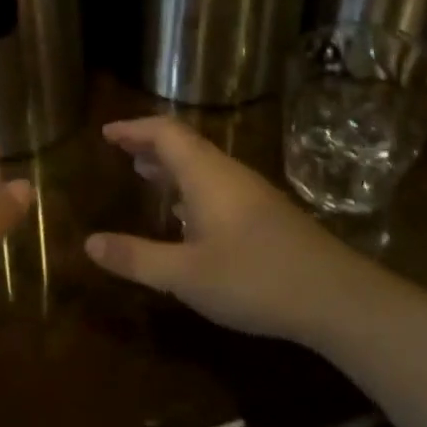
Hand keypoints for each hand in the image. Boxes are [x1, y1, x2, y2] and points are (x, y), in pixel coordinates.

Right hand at [85, 117, 378, 349]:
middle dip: (150, 144)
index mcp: (207, 176)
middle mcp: (229, 175)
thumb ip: (136, 258)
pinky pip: (218, 184)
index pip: (165, 133)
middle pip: (185, 144)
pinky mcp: (267, 214)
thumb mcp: (185, 275)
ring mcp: (253, 194)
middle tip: (120, 150)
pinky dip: (190, 185)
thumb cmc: (254, 279)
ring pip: (204, 165)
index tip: (106, 133)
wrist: (337, 298)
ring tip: (145, 173)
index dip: (134, 128)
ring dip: (172, 165)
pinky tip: (187, 215)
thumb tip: (89, 244)